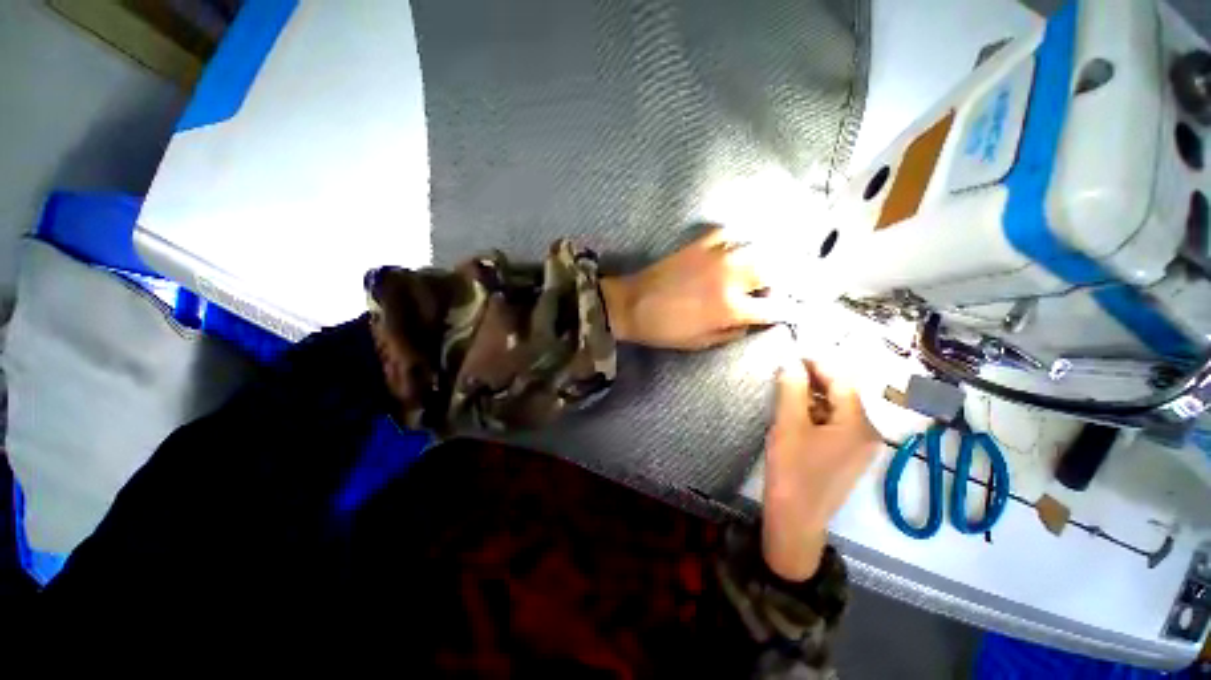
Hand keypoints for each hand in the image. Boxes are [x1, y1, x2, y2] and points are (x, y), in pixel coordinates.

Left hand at [599, 227, 785, 349]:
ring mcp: (716, 255)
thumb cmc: (666, 330)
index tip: (796, 310)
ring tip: (768, 264)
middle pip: (775, 269)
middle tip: (785, 284)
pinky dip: (737, 240)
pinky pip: (729, 233)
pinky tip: (737, 247)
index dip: (790, 310)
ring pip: (757, 247)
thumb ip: (734, 331)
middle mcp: (731, 277)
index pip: (775, 307)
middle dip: (787, 277)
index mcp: (731, 307)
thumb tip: (755, 320)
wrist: (632, 305)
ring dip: (768, 256)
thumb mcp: (702, 342)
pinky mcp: (700, 243)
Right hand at [762, 358, 880, 581]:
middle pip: (842, 394)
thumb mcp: (788, 425)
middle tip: (785, 371)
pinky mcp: (848, 457)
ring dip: (813, 396)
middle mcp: (867, 433)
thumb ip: (792, 390)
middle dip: (815, 379)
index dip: (817, 364)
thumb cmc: (792, 471)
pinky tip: (796, 413)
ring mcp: (860, 447)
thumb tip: (792, 363)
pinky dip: (816, 413)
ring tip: (786, 389)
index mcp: (858, 424)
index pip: (841, 381)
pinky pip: (835, 425)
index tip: (792, 355)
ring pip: (837, 409)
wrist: (796, 520)